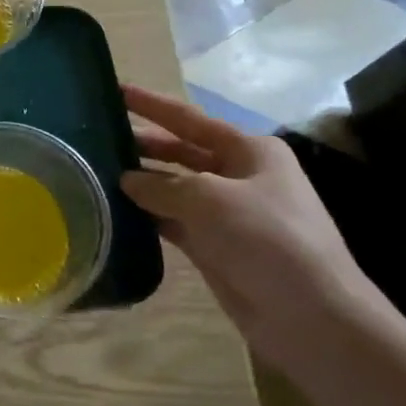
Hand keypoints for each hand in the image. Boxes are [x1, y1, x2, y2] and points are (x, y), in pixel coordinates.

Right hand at [118, 86, 381, 364]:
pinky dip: (147, 215)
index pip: (189, 118)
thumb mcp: (210, 199)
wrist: (311, 315)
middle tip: (95, 136)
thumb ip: (162, 185)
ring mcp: (226, 212)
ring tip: (95, 172)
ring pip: (173, 187)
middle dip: (142, 143)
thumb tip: (127, 180)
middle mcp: (239, 175)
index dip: (151, 104)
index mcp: (249, 150)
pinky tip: (114, 211)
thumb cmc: (268, 239)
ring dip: (140, 181)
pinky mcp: (214, 245)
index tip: (114, 89)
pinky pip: (171, 221)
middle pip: (180, 151)